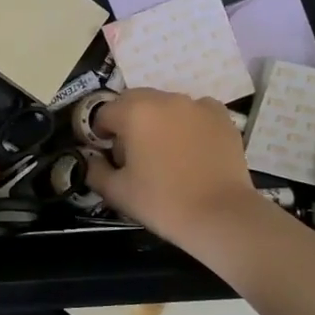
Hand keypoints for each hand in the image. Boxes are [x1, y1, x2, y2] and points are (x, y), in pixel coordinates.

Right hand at [87, 89, 261, 245]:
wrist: (220, 215)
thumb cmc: (162, 202)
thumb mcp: (117, 192)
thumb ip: (95, 170)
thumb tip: (93, 160)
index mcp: (135, 112)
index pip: (105, 113)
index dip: (100, 133)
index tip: (106, 154)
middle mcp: (164, 99)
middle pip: (134, 101)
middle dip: (127, 120)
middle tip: (132, 152)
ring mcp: (196, 104)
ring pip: (165, 104)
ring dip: (157, 120)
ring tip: (164, 151)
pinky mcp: (221, 116)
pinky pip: (195, 111)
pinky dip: (188, 122)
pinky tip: (191, 146)